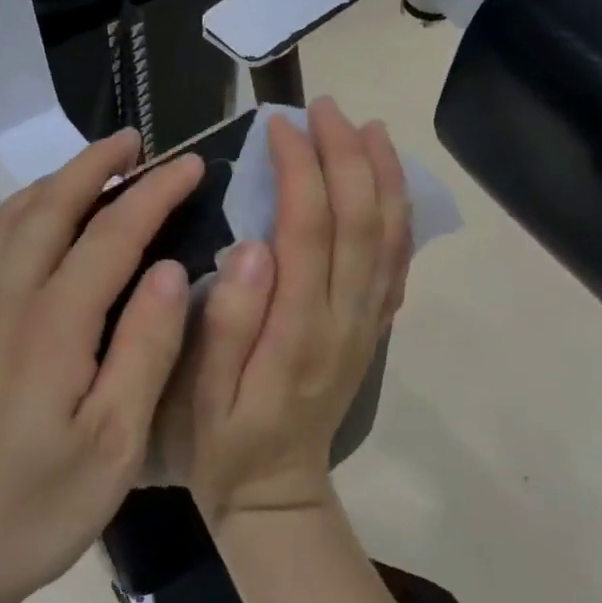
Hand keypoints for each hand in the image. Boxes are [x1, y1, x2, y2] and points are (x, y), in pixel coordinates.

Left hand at [0, 131, 201, 602]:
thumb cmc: (38, 507)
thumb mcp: (115, 444)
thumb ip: (146, 349)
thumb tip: (171, 270)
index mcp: (51, 325)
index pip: (112, 234)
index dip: (155, 194)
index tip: (192, 165)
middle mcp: (3, 299)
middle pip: (51, 206)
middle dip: (96, 164)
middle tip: (137, 141)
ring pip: (10, 217)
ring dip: (54, 181)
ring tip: (93, 168)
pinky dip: (17, 211)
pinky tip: (33, 221)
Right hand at [171, 99, 412, 527]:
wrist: (275, 493)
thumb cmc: (222, 443)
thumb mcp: (201, 396)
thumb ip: (226, 323)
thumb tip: (249, 247)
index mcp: (297, 330)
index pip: (308, 229)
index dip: (299, 169)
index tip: (278, 126)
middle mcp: (344, 319)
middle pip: (360, 221)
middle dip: (345, 155)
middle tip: (323, 108)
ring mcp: (365, 325)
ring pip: (390, 237)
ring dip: (383, 176)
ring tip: (368, 128)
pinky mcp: (370, 331)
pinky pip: (398, 265)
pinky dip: (400, 217)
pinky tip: (391, 186)